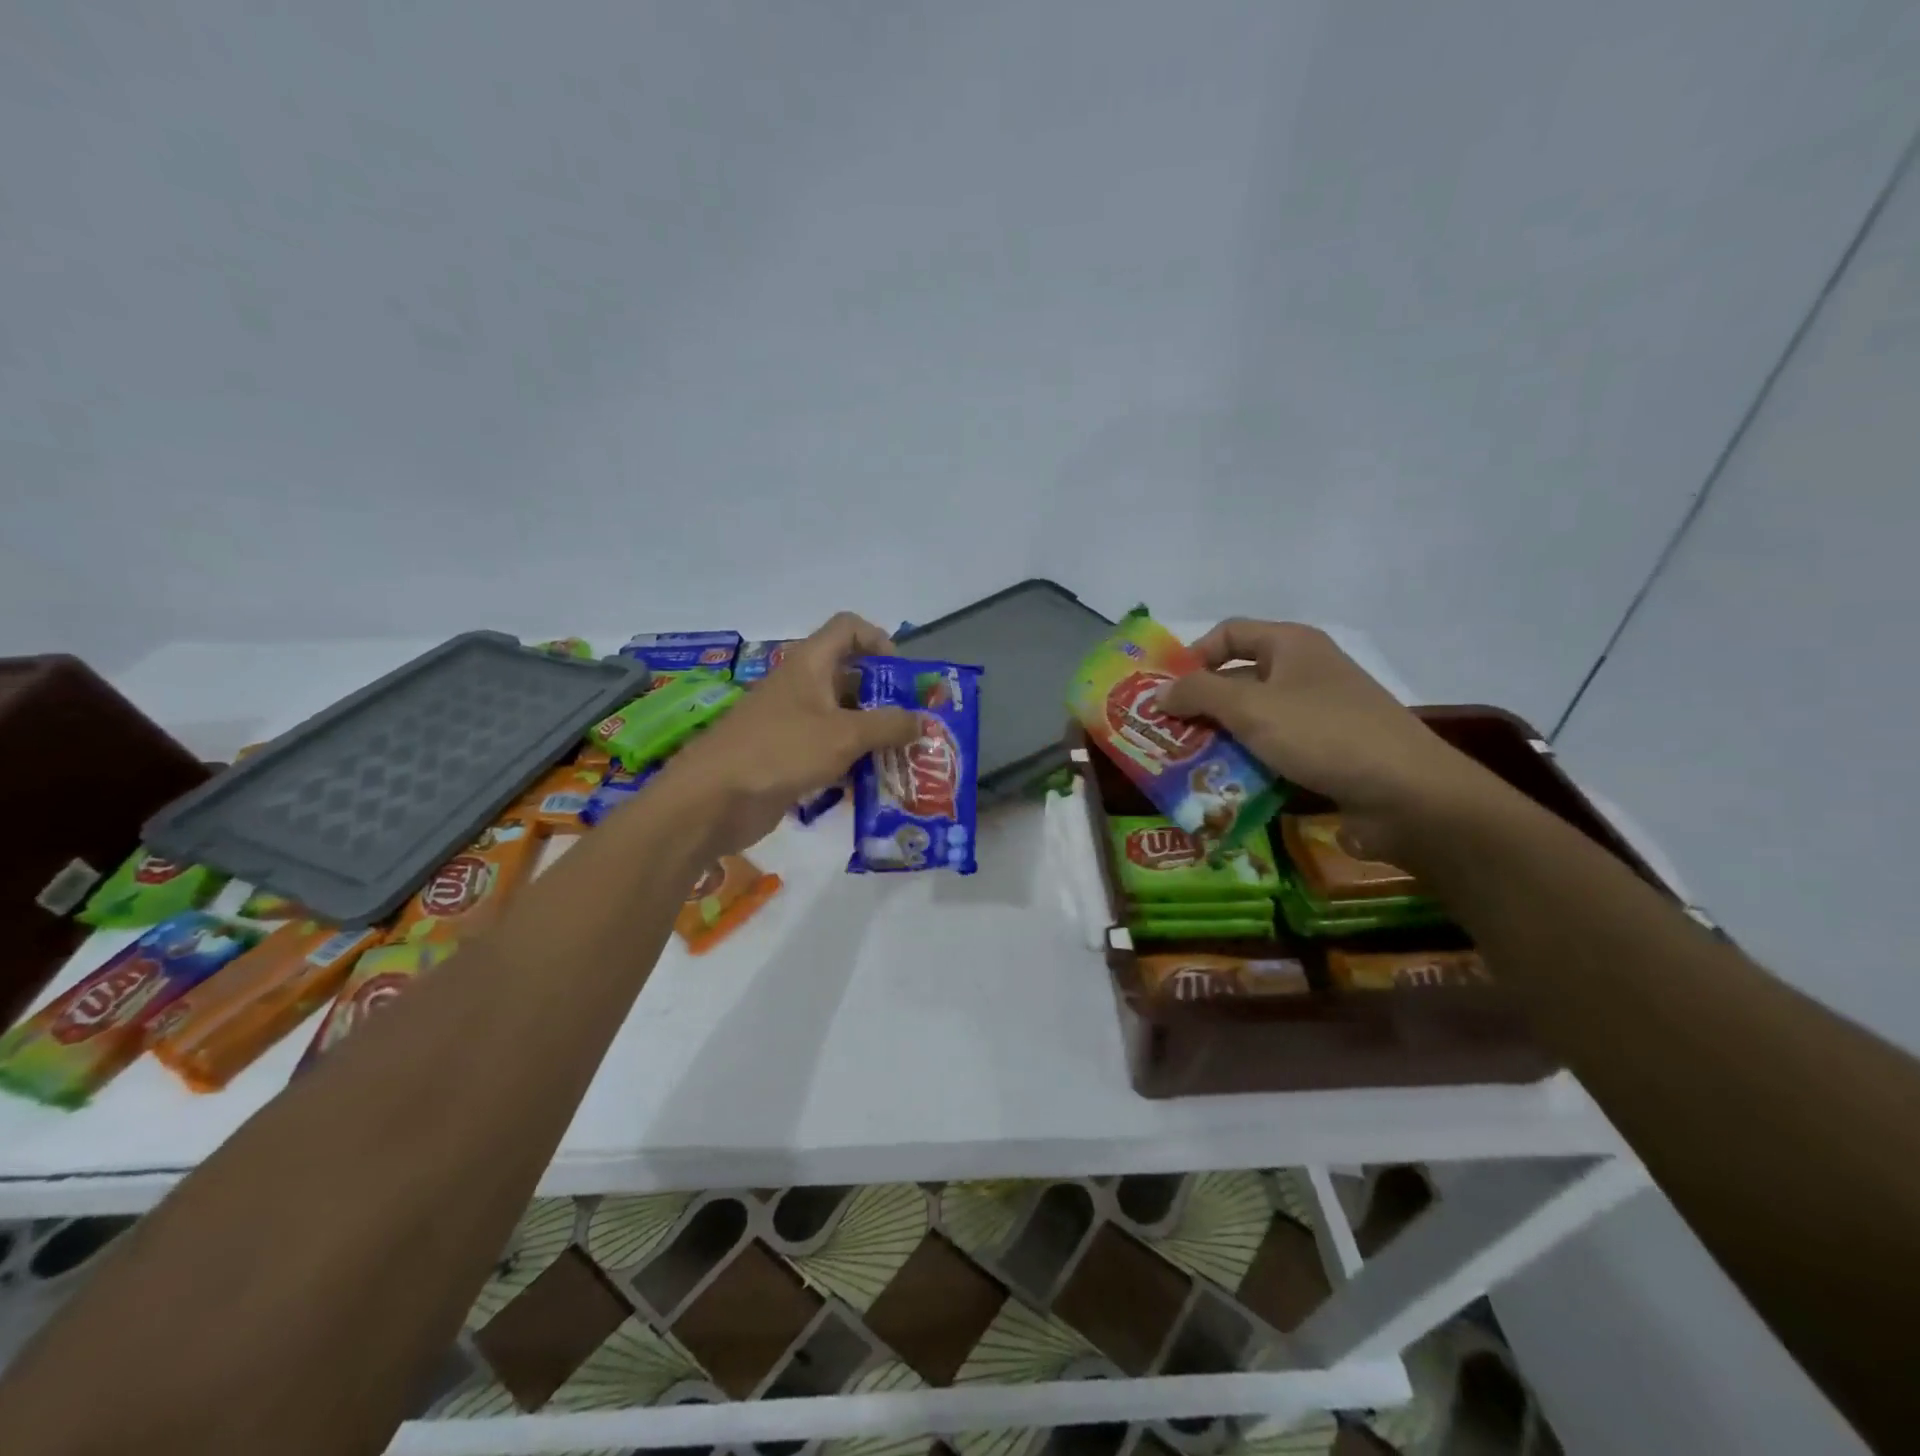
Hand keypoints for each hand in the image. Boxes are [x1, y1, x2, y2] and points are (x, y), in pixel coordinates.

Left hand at [659, 613, 919, 854]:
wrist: (712, 799)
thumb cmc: (780, 751)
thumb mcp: (844, 735)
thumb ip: (889, 725)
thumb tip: (923, 721)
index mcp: (810, 664)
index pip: (848, 628)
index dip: (878, 640)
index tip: (901, 675)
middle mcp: (801, 686)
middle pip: (851, 677)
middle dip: (885, 698)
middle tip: (915, 726)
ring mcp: (792, 723)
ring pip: (842, 718)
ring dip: (872, 735)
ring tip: (905, 759)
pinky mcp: (787, 757)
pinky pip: (828, 751)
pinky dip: (851, 762)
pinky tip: (873, 785)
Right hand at [1156, 620, 1501, 846]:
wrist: (1407, 794)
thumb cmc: (1323, 735)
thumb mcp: (1250, 709)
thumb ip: (1198, 695)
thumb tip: (1158, 693)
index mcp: (1292, 645)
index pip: (1229, 633)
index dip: (1193, 655)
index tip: (1165, 690)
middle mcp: (1305, 672)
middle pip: (1238, 678)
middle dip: (1200, 704)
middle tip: (1165, 734)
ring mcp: (1318, 713)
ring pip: (1254, 718)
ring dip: (1220, 738)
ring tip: (1186, 764)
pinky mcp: (1327, 751)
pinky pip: (1274, 748)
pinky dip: (1248, 761)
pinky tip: (1225, 785)